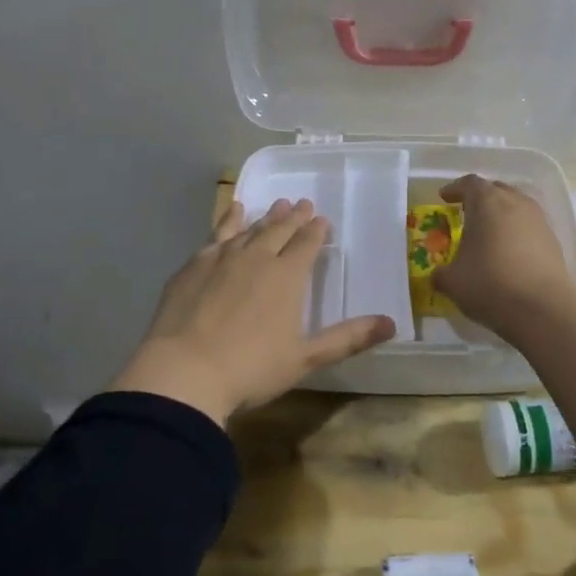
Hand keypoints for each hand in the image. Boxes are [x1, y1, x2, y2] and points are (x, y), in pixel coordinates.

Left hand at [111, 198, 396, 424]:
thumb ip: (347, 338)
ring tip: (275, 205)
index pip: (307, 244)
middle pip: (279, 230)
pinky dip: (229, 219)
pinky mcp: (194, 264)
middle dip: (294, 217)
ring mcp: (222, 257)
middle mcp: (257, 257)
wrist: (184, 371)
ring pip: (250, 228)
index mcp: (287, 277)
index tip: (322, 220)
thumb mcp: (305, 358)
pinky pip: (217, 233)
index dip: (316, 231)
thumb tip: (392, 324)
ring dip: (265, 216)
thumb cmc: (251, 368)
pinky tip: (232, 212)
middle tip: (302, 204)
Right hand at [432, 174, 575, 338]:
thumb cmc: (490, 284)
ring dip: (501, 216)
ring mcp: (539, 221)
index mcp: (487, 202)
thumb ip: (441, 274)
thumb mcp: (453, 282)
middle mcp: (515, 203)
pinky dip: (517, 234)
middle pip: (496, 190)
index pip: (469, 184)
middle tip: (467, 213)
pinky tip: (509, 254)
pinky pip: (530, 228)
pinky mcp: (554, 242)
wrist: (544, 309)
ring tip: (489, 234)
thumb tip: (437, 275)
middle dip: (480, 199)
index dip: (455, 189)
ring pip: (516, 207)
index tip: (445, 197)